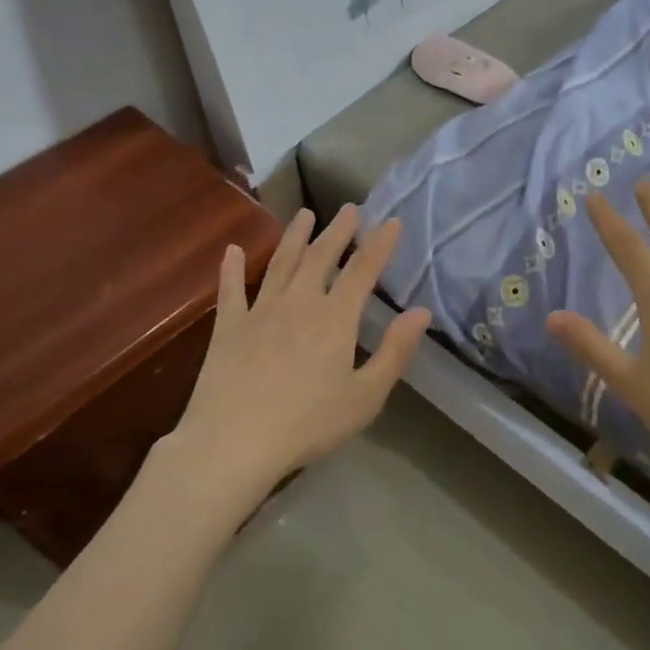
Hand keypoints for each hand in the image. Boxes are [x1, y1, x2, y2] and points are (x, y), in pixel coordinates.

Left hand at [160, 206, 430, 512]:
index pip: (363, 271)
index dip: (380, 244)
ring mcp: (260, 311)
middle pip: (321, 257)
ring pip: (281, 264)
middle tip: (349, 208)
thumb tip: (422, 312)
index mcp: (335, 319)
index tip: (392, 221)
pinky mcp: (228, 327)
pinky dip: (232, 268)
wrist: (234, 441)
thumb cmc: (308, 424)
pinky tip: (232, 250)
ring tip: (304, 214)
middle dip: (338, 231)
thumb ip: (395, 352)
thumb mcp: (365, 396)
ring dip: (295, 237)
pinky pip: (231, 290)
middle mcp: (299, 303)